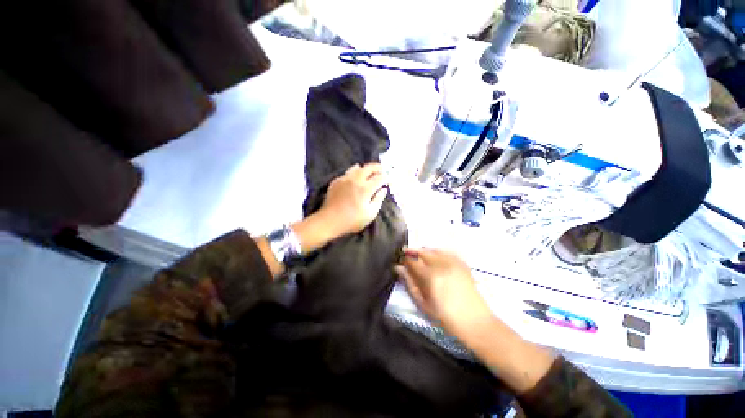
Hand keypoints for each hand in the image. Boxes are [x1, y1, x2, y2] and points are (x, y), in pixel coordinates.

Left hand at [317, 163, 388, 238]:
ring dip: (365, 169)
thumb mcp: (370, 214)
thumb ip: (379, 199)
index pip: (379, 177)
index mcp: (365, 189)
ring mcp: (344, 179)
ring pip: (356, 167)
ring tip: (368, 173)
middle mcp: (355, 180)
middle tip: (382, 169)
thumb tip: (383, 189)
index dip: (386, 177)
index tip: (388, 179)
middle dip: (378, 167)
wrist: (329, 221)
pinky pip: (347, 173)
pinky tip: (354, 181)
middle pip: (369, 167)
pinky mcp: (336, 181)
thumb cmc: (352, 221)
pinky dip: (354, 174)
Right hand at [395, 248, 491, 333]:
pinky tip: (435, 255)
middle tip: (406, 254)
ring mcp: (454, 263)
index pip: (413, 261)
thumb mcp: (423, 304)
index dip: (404, 259)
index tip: (400, 261)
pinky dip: (438, 251)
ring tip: (419, 256)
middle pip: (423, 252)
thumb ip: (410, 283)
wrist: (476, 323)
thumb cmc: (446, 318)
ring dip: (424, 251)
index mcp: (431, 276)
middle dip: (412, 252)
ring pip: (434, 250)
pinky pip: (446, 252)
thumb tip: (399, 268)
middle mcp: (442, 265)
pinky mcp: (462, 264)